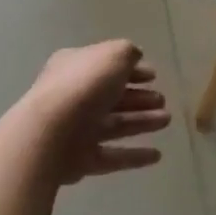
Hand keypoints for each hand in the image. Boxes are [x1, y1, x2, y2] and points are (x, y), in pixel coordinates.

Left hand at [21, 40, 171, 184]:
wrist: (49, 134)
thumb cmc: (84, 86)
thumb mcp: (113, 55)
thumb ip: (128, 54)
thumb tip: (135, 59)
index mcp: (76, 66)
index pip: (107, 65)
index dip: (132, 69)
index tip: (154, 75)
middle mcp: (74, 96)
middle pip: (112, 96)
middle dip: (139, 98)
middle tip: (162, 101)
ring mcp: (76, 129)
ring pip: (115, 124)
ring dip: (142, 122)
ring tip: (166, 121)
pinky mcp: (79, 160)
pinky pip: (112, 156)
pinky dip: (134, 155)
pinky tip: (157, 155)